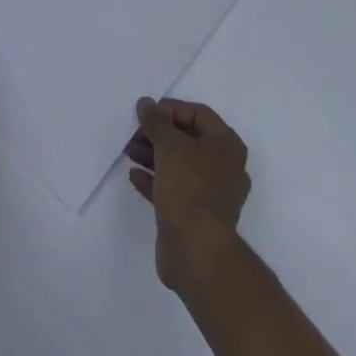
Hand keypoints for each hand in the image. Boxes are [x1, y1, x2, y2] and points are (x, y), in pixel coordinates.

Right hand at [126, 97, 250, 292]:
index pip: (198, 114)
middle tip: (134, 133)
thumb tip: (146, 103)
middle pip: (188, 139)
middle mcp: (224, 166)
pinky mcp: (196, 216)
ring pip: (180, 165)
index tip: (146, 113)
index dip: (171, 109)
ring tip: (129, 151)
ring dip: (154, 155)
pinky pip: (174, 189)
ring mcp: (211, 194)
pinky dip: (155, 179)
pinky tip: (134, 176)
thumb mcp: (169, 146)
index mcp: (226, 145)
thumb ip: (156, 121)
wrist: (197, 252)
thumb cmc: (189, 188)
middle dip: (159, 134)